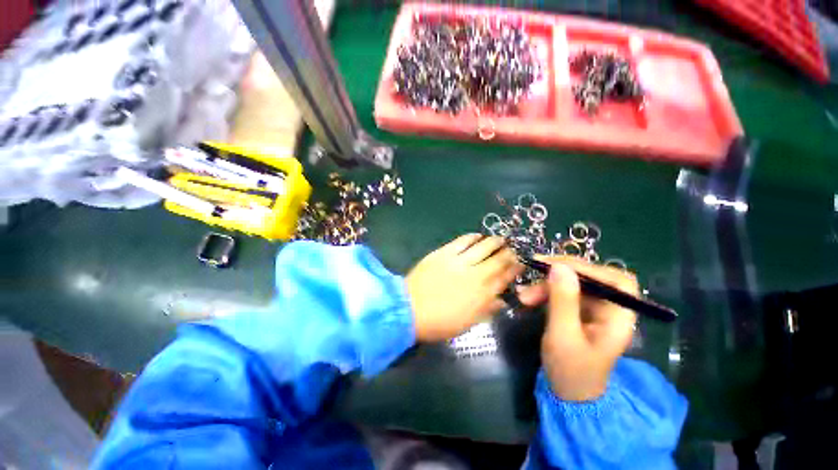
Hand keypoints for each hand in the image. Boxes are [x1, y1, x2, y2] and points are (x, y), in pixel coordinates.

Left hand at [406, 234, 522, 341]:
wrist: (410, 309)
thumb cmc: (440, 322)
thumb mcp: (468, 323)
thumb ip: (487, 309)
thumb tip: (501, 299)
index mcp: (483, 294)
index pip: (505, 277)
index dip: (515, 269)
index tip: (520, 264)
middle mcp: (476, 274)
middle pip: (498, 259)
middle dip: (509, 253)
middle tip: (512, 249)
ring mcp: (460, 261)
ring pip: (484, 246)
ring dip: (495, 242)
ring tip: (500, 239)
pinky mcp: (445, 253)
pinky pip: (463, 241)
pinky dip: (473, 237)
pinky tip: (478, 235)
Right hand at [520, 257, 637, 400]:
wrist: (567, 392)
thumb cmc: (570, 370)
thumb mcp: (563, 335)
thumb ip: (563, 301)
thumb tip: (559, 266)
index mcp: (619, 318)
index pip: (616, 281)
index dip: (590, 268)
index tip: (557, 265)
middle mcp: (610, 309)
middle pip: (591, 279)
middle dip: (560, 275)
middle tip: (534, 273)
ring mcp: (594, 310)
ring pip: (572, 284)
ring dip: (546, 286)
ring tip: (524, 296)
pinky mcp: (579, 311)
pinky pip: (562, 293)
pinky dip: (545, 292)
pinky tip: (528, 298)